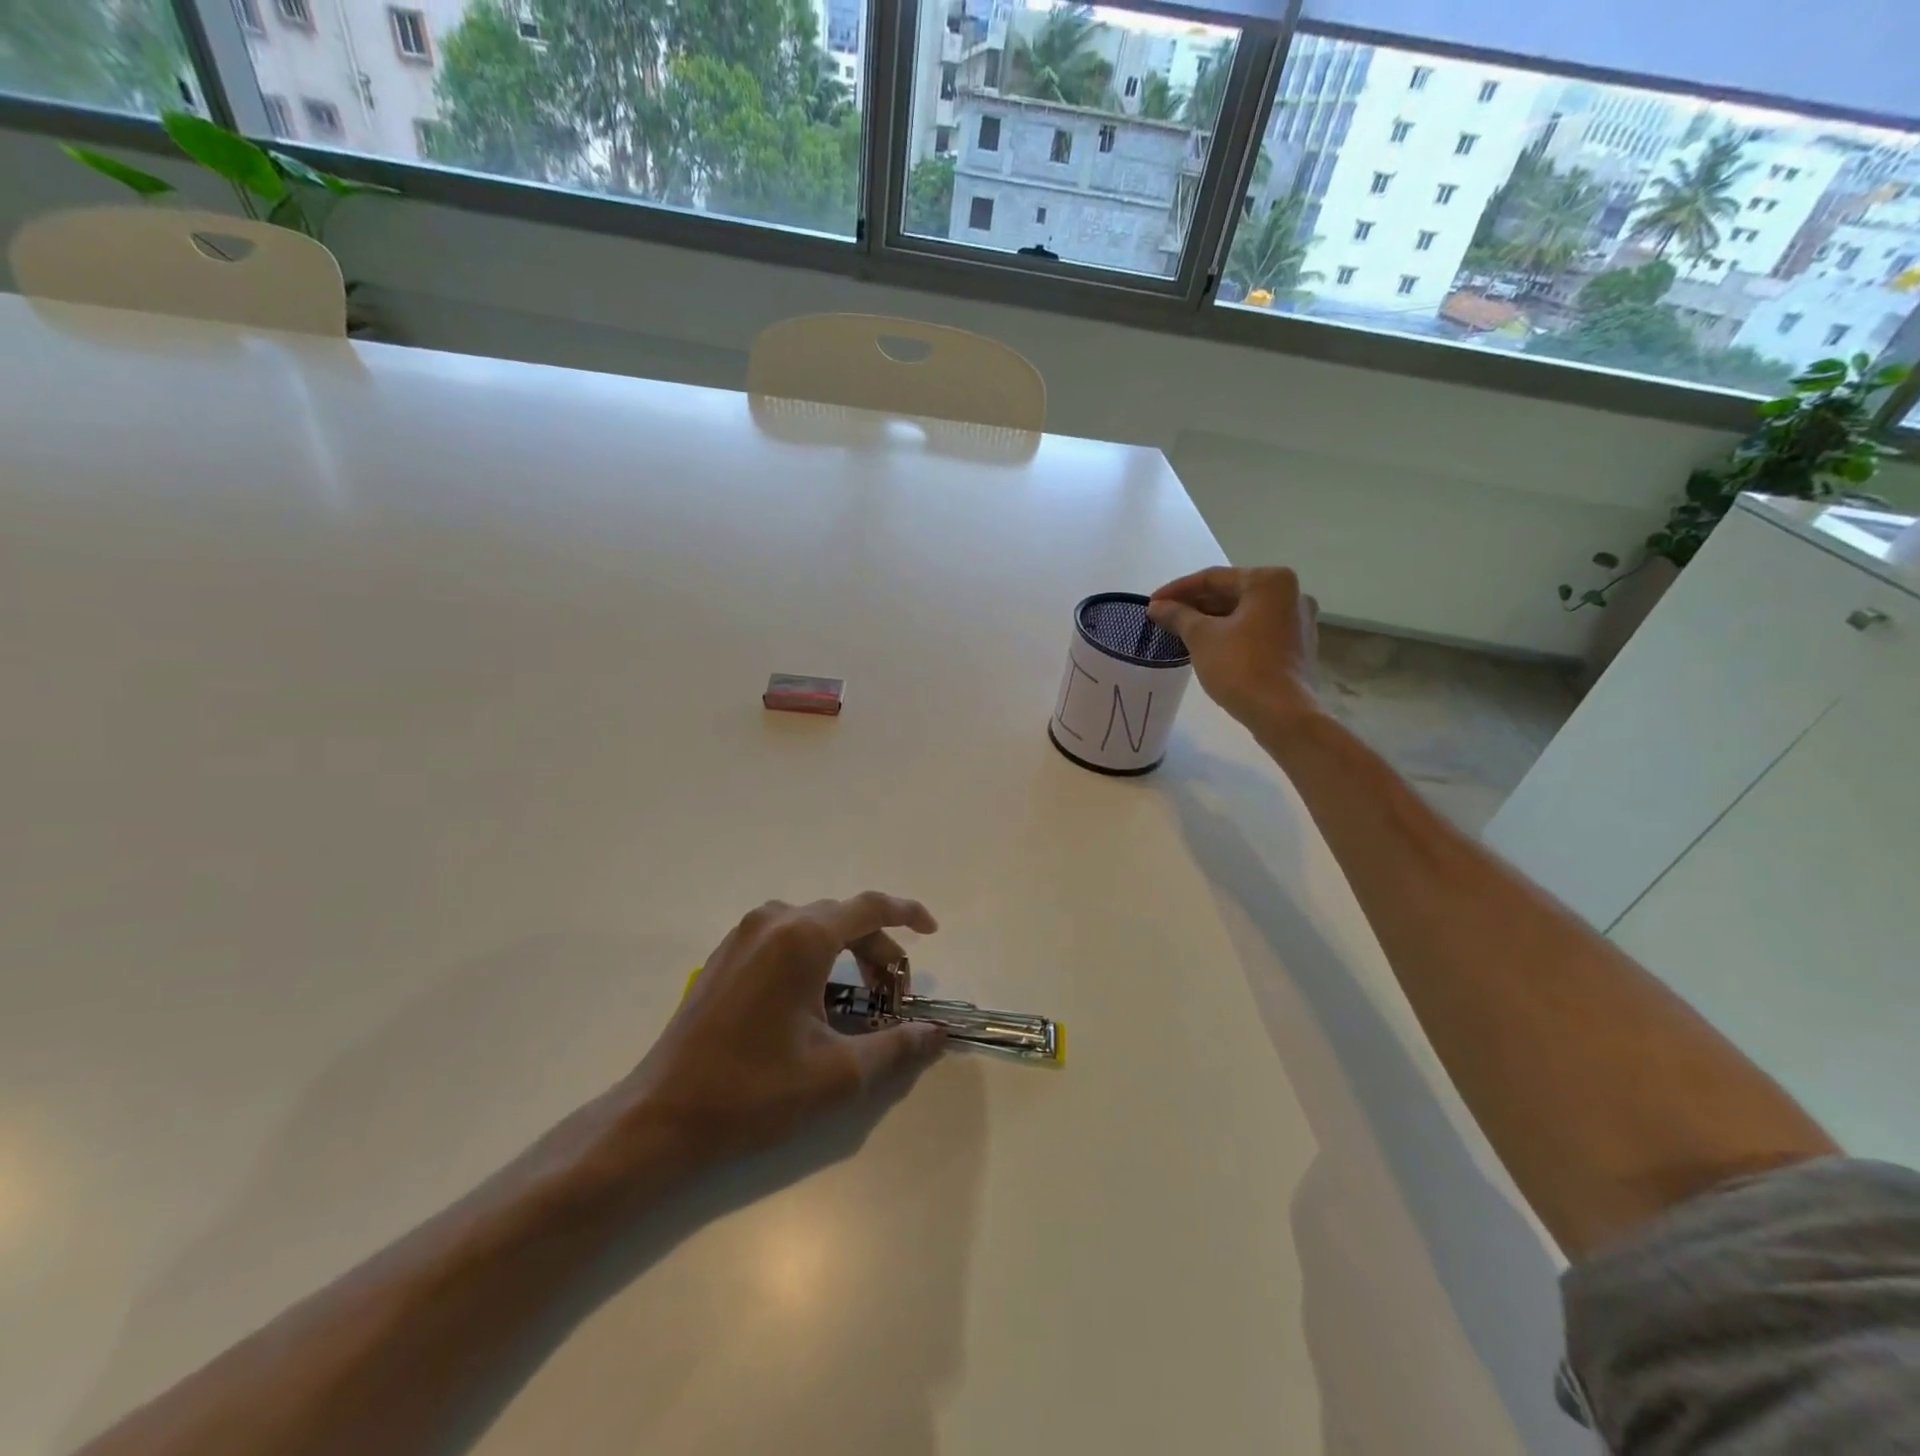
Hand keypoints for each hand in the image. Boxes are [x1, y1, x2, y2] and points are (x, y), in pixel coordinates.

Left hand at [625, 893, 946, 1171]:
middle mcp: (773, 921)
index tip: (932, 931)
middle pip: (843, 918)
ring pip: (813, 926)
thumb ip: (897, 1047)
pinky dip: (814, 955)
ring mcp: (743, 935)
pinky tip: (815, 999)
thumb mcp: (837, 1073)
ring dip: (846, 952)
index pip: (870, 908)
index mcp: (802, 937)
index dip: (907, 914)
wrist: (662, 1115)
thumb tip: (937, 1034)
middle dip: (877, 950)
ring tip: (859, 999)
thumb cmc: (754, 1091)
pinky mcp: (725, 955)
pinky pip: (784, 938)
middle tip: (895, 996)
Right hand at [1148, 566, 1320, 732]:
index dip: (1177, 590)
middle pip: (1231, 593)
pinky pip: (1256, 630)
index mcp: (1270, 581)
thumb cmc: (1241, 667)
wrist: (1283, 714)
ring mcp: (1298, 621)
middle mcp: (1291, 593)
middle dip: (1195, 605)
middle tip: (1164, 618)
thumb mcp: (1201, 637)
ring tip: (1180, 632)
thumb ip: (1178, 615)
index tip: (1151, 604)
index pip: (1213, 578)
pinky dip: (1230, 633)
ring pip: (1243, 613)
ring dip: (1211, 620)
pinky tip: (1207, 646)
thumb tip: (1157, 607)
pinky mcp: (1297, 646)